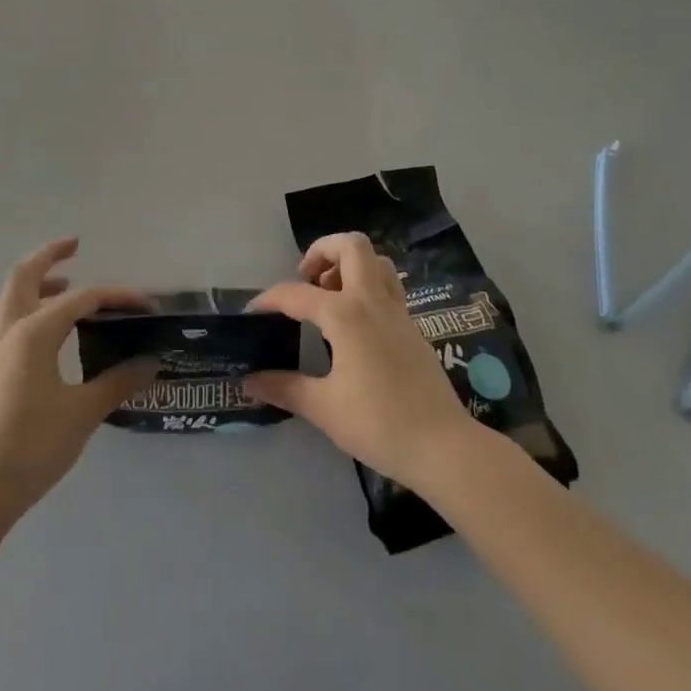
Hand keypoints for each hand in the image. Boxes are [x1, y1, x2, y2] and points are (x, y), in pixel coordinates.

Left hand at [0, 239, 156, 519]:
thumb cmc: (33, 445)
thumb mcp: (84, 412)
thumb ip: (118, 382)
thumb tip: (151, 363)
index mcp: (34, 332)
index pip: (82, 299)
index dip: (116, 297)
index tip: (146, 304)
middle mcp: (10, 332)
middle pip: (23, 277)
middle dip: (49, 256)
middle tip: (75, 246)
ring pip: (8, 298)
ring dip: (32, 282)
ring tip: (60, 284)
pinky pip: (4, 322)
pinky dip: (24, 308)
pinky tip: (44, 330)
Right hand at [245, 232, 474, 492]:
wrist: (441, 445)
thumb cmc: (378, 423)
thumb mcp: (324, 408)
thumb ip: (285, 388)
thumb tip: (249, 381)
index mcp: (345, 314)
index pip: (297, 294)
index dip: (270, 300)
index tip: (253, 313)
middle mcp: (372, 299)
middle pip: (350, 246)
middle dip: (322, 251)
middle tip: (305, 281)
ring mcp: (397, 310)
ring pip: (375, 261)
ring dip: (349, 265)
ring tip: (329, 295)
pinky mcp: (411, 325)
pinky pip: (388, 285)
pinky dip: (367, 285)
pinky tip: (354, 321)